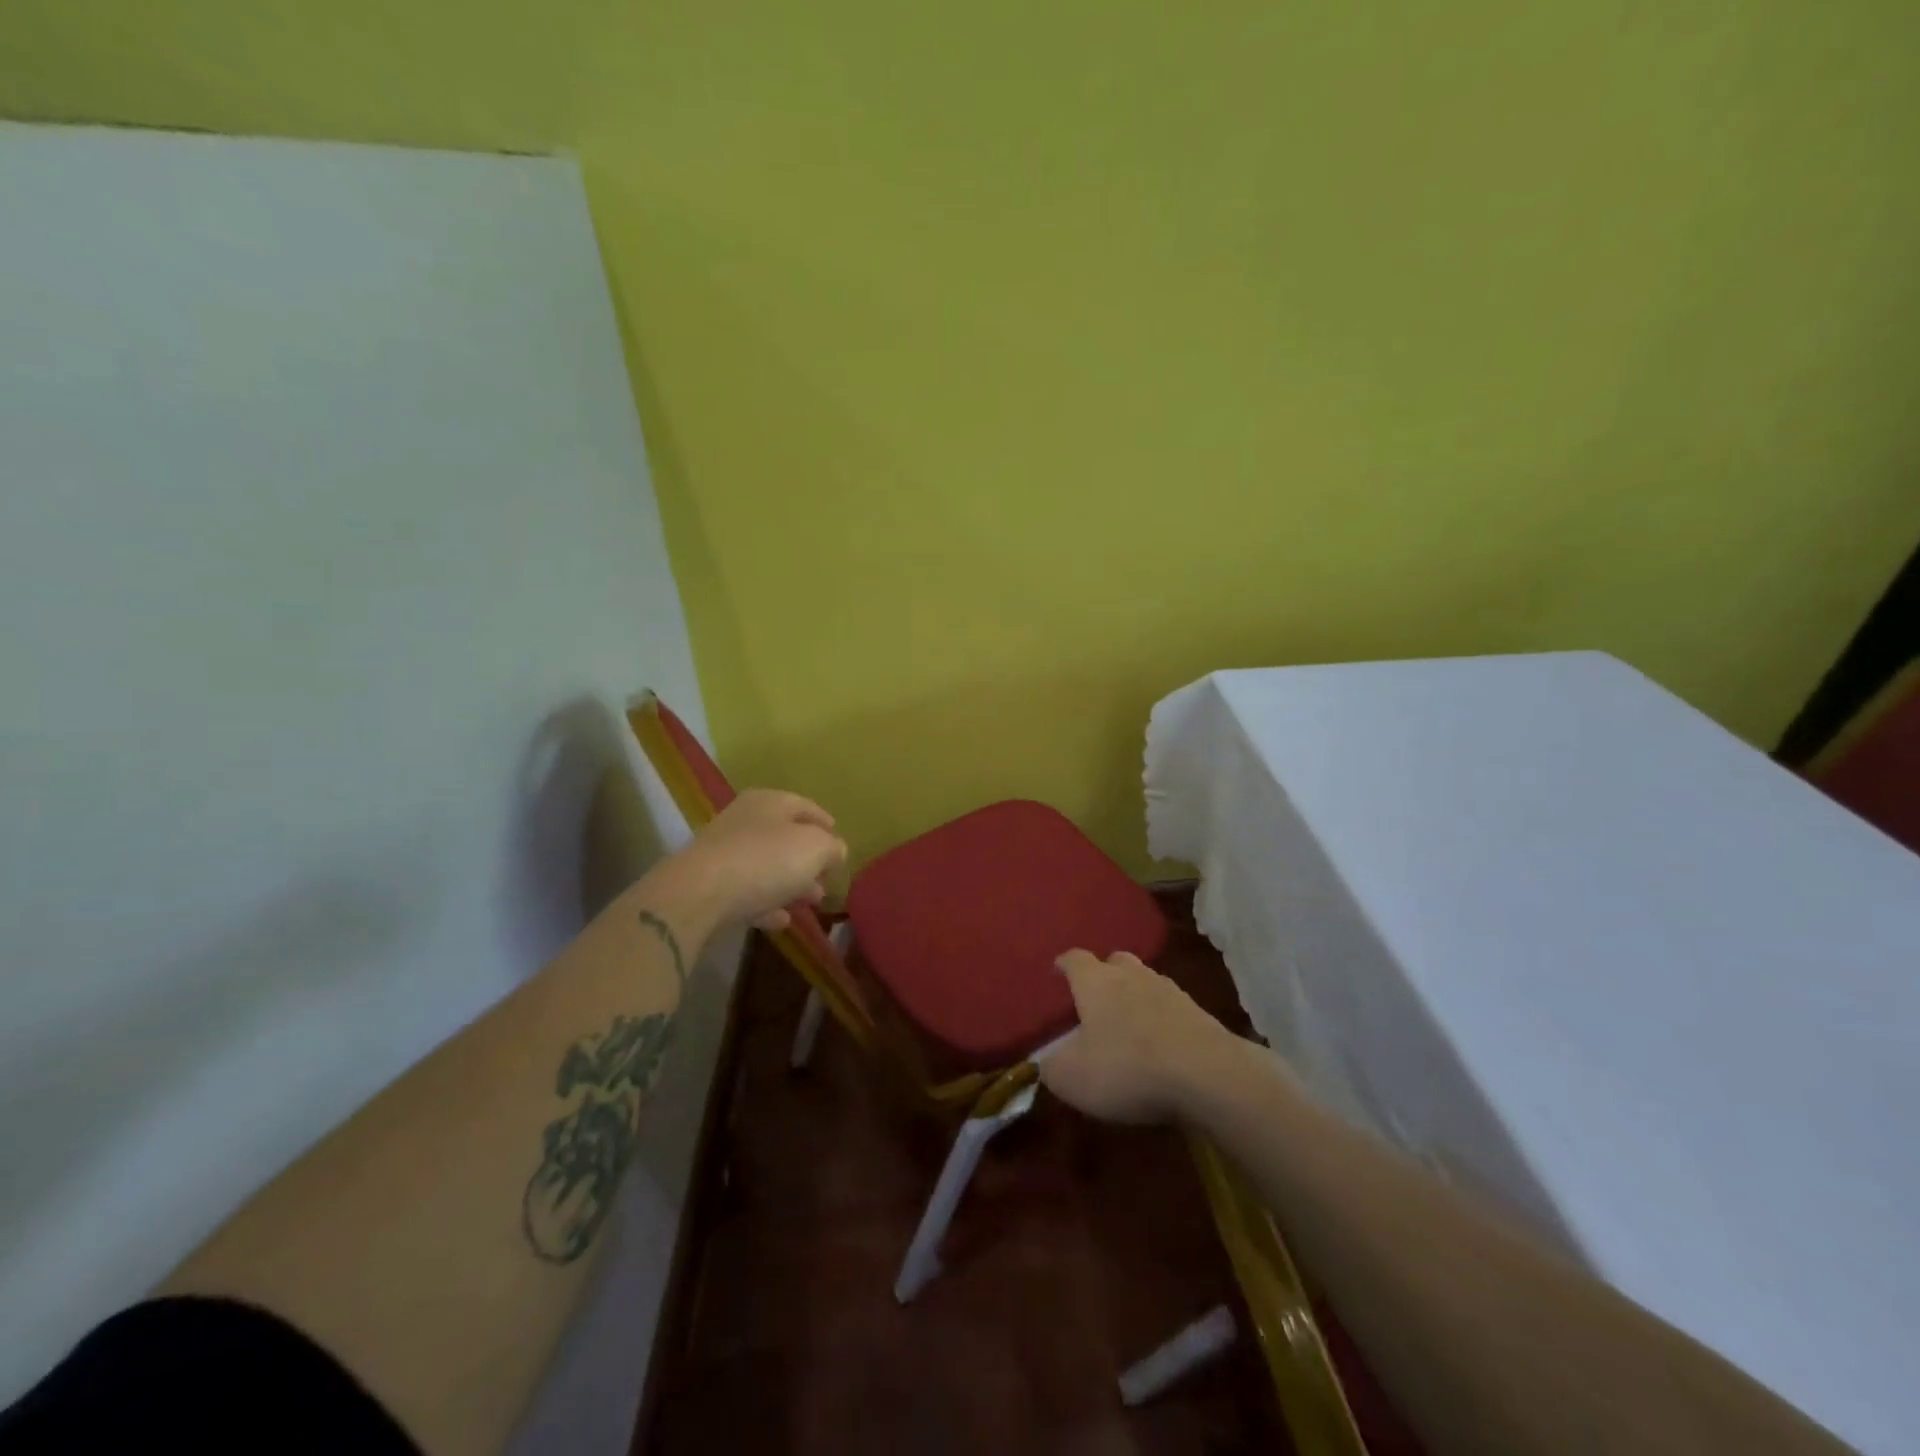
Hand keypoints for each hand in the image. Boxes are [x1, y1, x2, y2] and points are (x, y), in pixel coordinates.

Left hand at [678, 789, 847, 930]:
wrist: (698, 894)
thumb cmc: (765, 860)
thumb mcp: (815, 848)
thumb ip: (832, 847)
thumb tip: (836, 850)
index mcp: (770, 801)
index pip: (806, 806)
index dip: (826, 824)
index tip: (840, 844)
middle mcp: (745, 820)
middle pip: (785, 837)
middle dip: (810, 860)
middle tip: (827, 879)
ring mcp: (724, 852)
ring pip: (767, 866)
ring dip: (791, 883)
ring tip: (811, 902)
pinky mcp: (710, 884)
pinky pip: (747, 891)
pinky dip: (767, 903)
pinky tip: (782, 920)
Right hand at [1040, 949, 1236, 1123]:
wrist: (1208, 1075)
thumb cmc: (1127, 1067)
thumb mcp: (1073, 1078)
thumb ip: (1050, 1067)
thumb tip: (1043, 1061)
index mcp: (1095, 981)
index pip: (1073, 959)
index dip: (1062, 965)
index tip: (1056, 973)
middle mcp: (1131, 975)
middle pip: (1115, 961)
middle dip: (1103, 974)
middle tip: (1095, 998)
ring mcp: (1169, 990)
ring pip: (1145, 981)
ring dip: (1135, 995)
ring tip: (1128, 1022)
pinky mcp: (1198, 1013)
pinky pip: (1170, 1007)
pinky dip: (1161, 1018)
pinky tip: (1159, 1042)